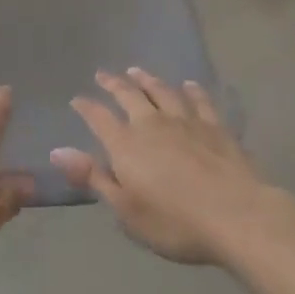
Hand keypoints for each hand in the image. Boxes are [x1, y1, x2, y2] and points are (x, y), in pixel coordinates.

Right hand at [52, 68, 294, 265]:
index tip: (77, 100)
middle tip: (103, 74)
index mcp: (126, 144)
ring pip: (162, 91)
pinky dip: (191, 91)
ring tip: (137, 71)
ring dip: (147, 80)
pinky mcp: (215, 127)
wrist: (237, 216)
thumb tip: (56, 151)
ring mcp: (186, 121)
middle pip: (129, 95)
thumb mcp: (126, 209)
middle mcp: (152, 123)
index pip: (99, 118)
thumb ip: (93, 177)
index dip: (86, 107)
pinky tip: (188, 85)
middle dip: (114, 83)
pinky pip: (199, 101)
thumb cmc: (175, 222)